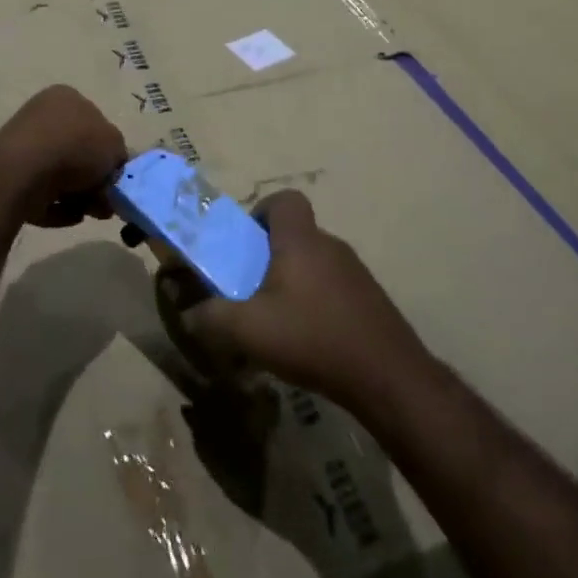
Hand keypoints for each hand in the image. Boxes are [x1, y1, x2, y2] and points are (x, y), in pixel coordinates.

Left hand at [0, 85, 127, 228]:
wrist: (23, 172)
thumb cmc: (75, 148)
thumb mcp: (115, 146)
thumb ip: (119, 155)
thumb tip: (111, 169)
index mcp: (67, 98)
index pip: (96, 124)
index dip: (109, 153)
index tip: (114, 179)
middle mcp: (42, 115)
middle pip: (77, 153)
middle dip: (93, 181)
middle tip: (105, 203)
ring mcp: (23, 145)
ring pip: (60, 175)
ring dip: (78, 196)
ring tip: (88, 212)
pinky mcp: (9, 174)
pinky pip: (40, 192)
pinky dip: (56, 206)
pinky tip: (67, 215)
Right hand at [178, 191, 428, 410]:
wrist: (389, 377)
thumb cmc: (313, 338)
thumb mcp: (249, 331)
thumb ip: (211, 318)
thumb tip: (188, 315)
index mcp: (301, 241)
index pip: (285, 200)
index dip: (261, 211)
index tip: (245, 243)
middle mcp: (330, 246)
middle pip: (295, 235)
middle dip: (269, 256)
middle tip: (249, 289)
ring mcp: (355, 273)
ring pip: (314, 263)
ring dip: (292, 282)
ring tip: (276, 321)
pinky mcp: (370, 300)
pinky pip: (333, 288)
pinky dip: (316, 304)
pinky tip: (308, 341)